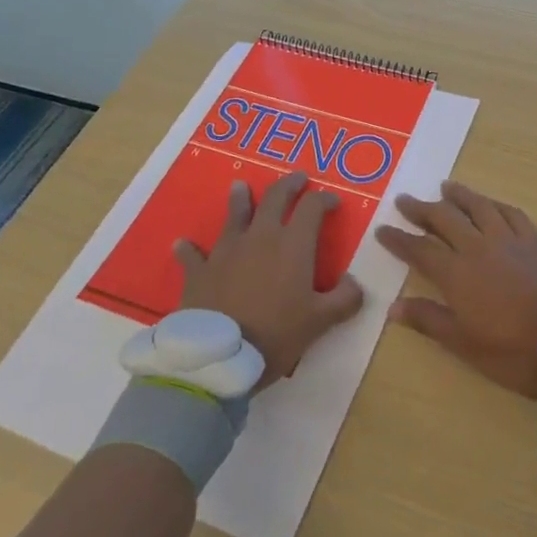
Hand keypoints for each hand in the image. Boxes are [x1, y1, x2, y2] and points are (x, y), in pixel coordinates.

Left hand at [175, 172, 364, 384]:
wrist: (219, 358)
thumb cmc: (275, 334)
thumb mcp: (320, 322)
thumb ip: (344, 299)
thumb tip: (355, 283)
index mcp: (293, 244)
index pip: (312, 207)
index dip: (324, 199)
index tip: (333, 202)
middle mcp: (260, 237)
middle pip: (274, 198)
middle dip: (288, 184)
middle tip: (296, 178)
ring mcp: (226, 251)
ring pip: (234, 215)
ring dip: (239, 199)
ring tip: (240, 186)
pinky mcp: (200, 271)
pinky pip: (193, 255)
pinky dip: (189, 249)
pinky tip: (182, 243)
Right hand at [377, 182, 536, 402]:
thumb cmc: (511, 351)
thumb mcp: (463, 344)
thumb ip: (428, 320)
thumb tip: (393, 307)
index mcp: (457, 274)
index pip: (420, 250)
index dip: (399, 239)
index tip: (382, 230)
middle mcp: (479, 247)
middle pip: (445, 219)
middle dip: (422, 209)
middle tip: (405, 200)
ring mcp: (509, 240)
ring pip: (479, 207)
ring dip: (459, 195)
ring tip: (445, 186)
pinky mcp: (535, 241)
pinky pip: (512, 213)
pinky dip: (496, 204)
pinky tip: (490, 203)